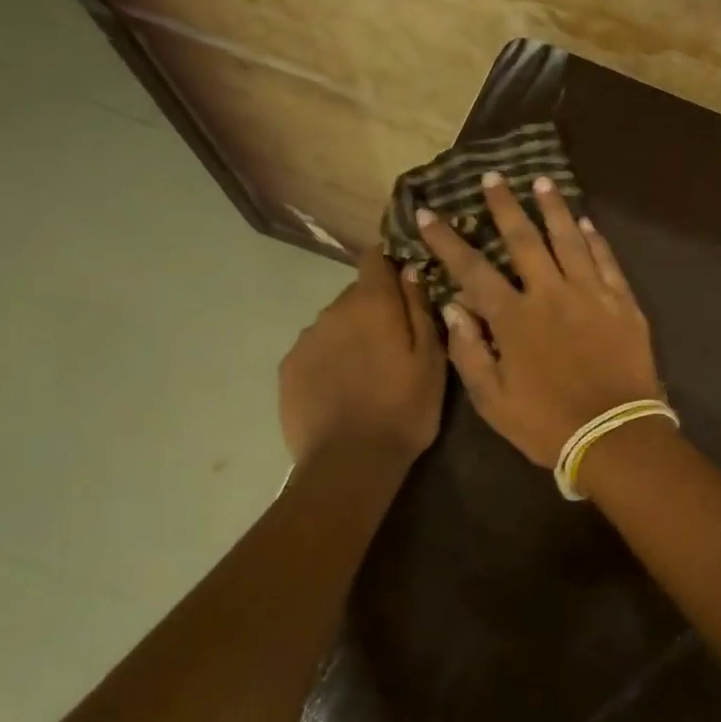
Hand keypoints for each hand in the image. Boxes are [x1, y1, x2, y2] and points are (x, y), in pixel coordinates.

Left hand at [278, 248, 445, 467]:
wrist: (350, 463)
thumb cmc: (405, 409)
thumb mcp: (432, 360)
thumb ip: (420, 310)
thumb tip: (410, 271)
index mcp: (373, 304)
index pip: (374, 258)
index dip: (390, 265)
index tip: (406, 285)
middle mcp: (333, 311)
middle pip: (356, 294)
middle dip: (376, 309)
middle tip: (396, 343)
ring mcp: (306, 339)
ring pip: (335, 323)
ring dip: (352, 335)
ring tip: (369, 373)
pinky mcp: (288, 368)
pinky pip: (316, 350)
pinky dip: (331, 359)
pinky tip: (344, 390)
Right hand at [416, 172, 661, 466]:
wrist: (615, 436)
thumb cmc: (548, 424)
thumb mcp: (493, 401)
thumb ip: (469, 352)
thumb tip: (453, 308)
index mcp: (515, 318)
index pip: (472, 269)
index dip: (447, 240)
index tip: (427, 213)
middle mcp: (551, 294)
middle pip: (524, 240)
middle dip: (505, 206)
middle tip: (493, 177)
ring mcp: (591, 295)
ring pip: (569, 239)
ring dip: (553, 208)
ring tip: (542, 181)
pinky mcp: (623, 303)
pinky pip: (607, 261)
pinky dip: (595, 239)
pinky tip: (585, 222)